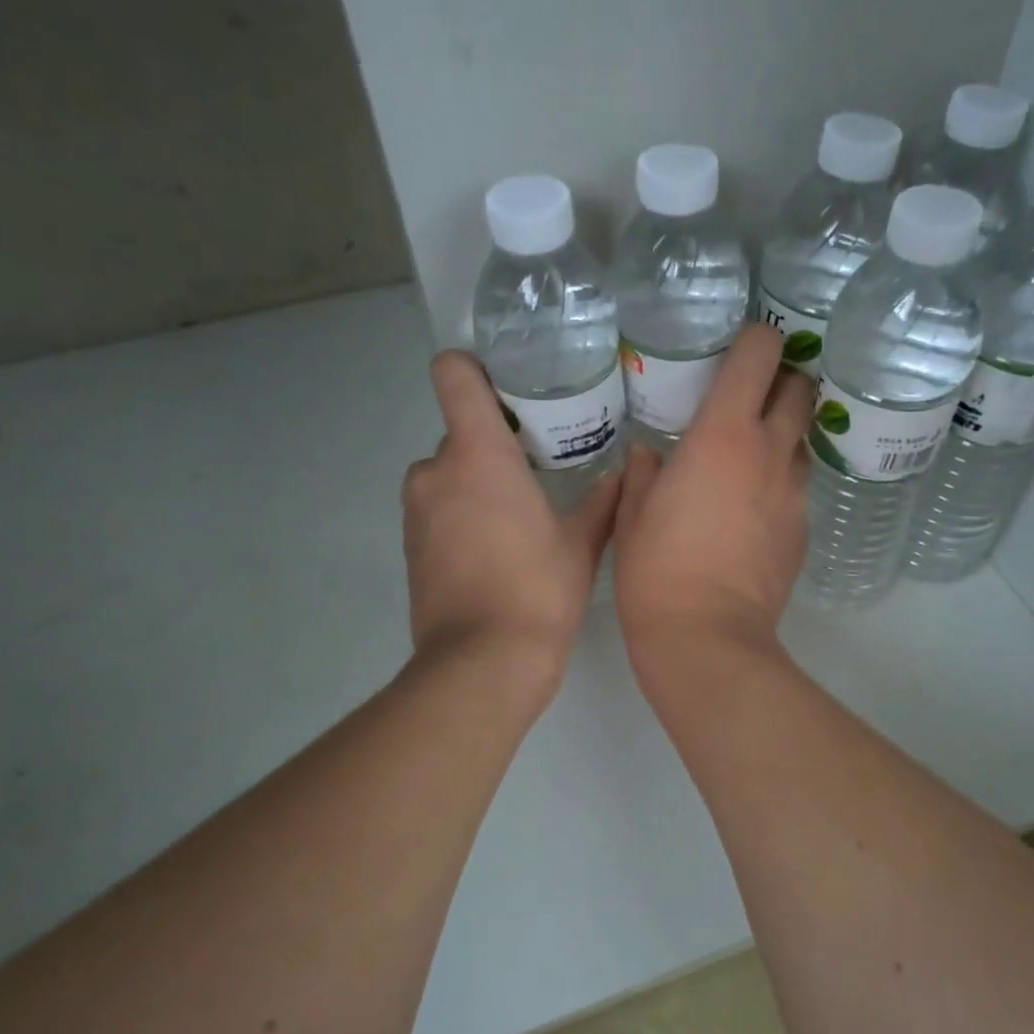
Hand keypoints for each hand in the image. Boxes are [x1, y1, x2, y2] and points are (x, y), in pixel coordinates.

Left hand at [402, 352, 620, 690]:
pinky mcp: (410, 547)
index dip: (475, 369)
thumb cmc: (538, 591)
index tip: (509, 390)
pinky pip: (437, 509)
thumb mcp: (582, 544)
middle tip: (538, 471)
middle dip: (495, 445)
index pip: (453, 374)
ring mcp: (415, 510)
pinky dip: (461, 515)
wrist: (483, 664)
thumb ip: (603, 501)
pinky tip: (496, 552)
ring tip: (519, 517)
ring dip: (477, 483)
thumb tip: (624, 472)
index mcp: (479, 453)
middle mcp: (436, 471)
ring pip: (448, 474)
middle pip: (460, 431)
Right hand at [613, 326, 815, 676]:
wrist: (706, 638)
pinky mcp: (804, 531)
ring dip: (782, 435)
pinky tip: (751, 513)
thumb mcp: (633, 514)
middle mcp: (770, 453)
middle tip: (750, 397)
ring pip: (802, 442)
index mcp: (724, 434)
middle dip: (782, 380)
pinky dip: (778, 485)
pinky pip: (797, 490)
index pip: (760, 355)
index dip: (756, 339)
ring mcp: (794, 494)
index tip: (739, 348)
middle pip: (801, 389)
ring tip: (749, 457)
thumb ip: (642, 472)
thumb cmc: (655, 569)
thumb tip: (649, 454)